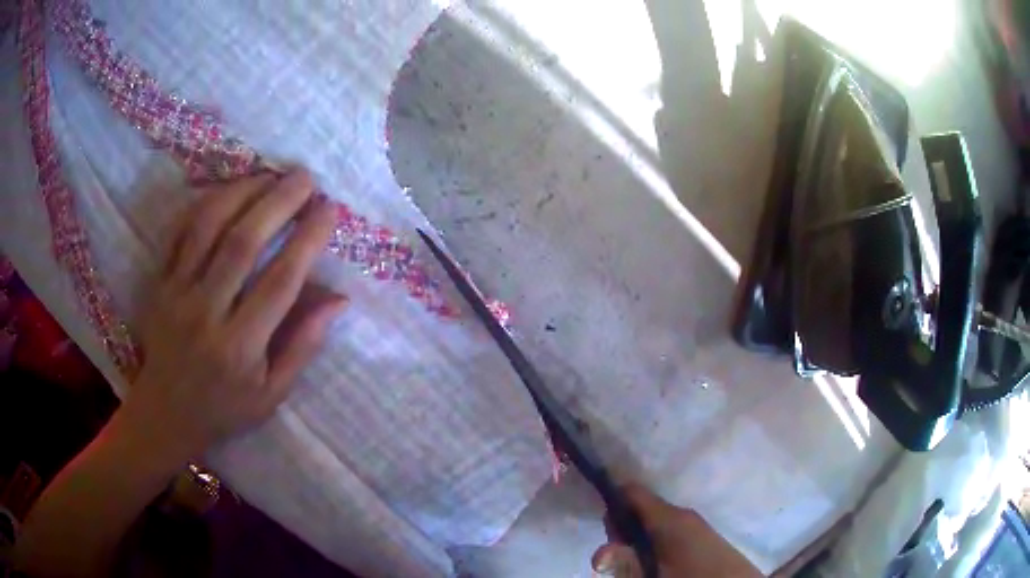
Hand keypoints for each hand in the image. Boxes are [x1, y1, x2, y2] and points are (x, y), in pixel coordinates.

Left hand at [123, 169, 346, 462]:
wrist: (166, 412)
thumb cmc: (225, 407)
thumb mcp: (272, 393)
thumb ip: (303, 345)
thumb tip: (338, 299)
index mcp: (240, 347)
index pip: (280, 283)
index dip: (307, 240)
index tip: (329, 209)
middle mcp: (206, 313)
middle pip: (242, 244)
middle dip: (278, 202)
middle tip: (305, 177)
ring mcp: (176, 294)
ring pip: (207, 227)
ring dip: (242, 192)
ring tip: (270, 174)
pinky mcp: (159, 283)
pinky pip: (179, 232)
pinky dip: (204, 203)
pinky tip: (228, 189)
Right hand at [593, 484, 763, 576]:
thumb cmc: (694, 577)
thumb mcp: (654, 575)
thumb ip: (626, 563)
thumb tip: (597, 554)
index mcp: (670, 517)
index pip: (631, 492)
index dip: (612, 505)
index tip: (605, 531)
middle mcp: (681, 513)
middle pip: (639, 508)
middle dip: (622, 529)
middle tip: (621, 556)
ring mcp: (693, 523)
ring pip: (652, 522)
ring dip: (637, 540)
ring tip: (639, 565)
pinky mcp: (700, 535)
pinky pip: (667, 531)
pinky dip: (653, 543)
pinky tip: (655, 564)